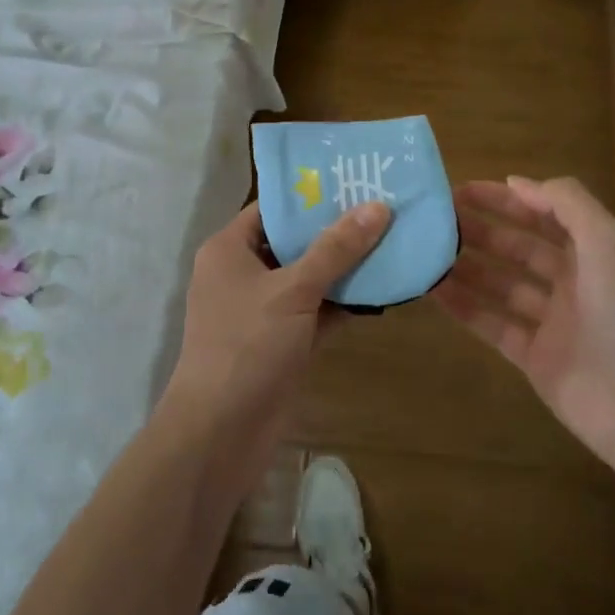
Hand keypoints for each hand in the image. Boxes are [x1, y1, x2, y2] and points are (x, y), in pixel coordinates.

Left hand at [160, 200, 390, 481]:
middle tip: (384, 208)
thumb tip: (377, 206)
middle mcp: (243, 274)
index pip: (272, 208)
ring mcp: (263, 310)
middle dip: (336, 230)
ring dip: (345, 268)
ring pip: (309, 278)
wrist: (221, 432)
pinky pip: (316, 311)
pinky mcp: (282, 341)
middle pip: (294, 242)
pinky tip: (382, 290)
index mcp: (229, 249)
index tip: (354, 182)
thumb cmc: (247, 345)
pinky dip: (343, 303)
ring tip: (393, 242)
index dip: (310, 194)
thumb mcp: (293, 289)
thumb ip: (336, 249)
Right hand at [439, 177, 614, 482]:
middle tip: (436, 219)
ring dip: (467, 266)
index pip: (544, 214)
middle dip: (480, 230)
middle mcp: (573, 282)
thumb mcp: (607, 241)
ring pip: (501, 285)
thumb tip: (517, 182)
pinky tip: (433, 291)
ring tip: (426, 250)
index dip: (506, 200)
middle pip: (518, 247)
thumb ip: (565, 203)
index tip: (462, 190)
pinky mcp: (534, 358)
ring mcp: (552, 322)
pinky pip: (492, 324)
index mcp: (595, 252)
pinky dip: (464, 307)